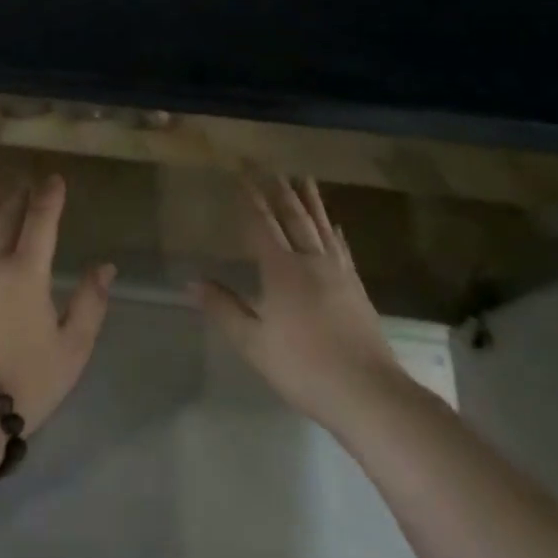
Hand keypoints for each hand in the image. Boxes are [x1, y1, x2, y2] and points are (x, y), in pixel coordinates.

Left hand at [0, 176, 113, 434]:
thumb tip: (105, 267)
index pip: (40, 222)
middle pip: (5, 219)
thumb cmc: (27, 379)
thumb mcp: (72, 347)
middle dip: (18, 196)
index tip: (54, 178)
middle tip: (24, 179)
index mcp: (26, 272)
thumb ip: (90, 303)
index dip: (49, 197)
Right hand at [191, 173, 410, 436]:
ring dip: (310, 200)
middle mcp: (311, 261)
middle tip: (269, 166)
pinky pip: (341, 247)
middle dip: (278, 190)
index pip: (262, 224)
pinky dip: (334, 230)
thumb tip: (191, 282)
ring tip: (303, 177)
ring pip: (321, 226)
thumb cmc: (302, 367)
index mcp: (282, 270)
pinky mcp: (356, 287)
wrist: (367, 392)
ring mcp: (338, 272)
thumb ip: (223, 308)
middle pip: (293, 217)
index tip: (241, 173)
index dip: (250, 198)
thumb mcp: (253, 342)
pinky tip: (335, 224)